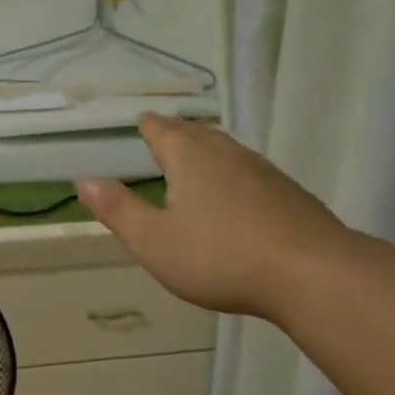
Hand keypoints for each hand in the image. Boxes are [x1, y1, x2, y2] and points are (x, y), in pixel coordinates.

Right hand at [77, 116, 349, 321]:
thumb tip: (84, 180)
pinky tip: (237, 193)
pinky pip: (251, 172)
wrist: (310, 273)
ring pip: (228, 150)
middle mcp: (228, 154)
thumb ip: (119, 210)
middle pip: (198, 134)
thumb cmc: (219, 256)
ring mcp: (264, 172)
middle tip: (164, 134)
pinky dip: (233, 174)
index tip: (141, 121)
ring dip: (208, 150)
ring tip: (197, 158)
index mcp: (190, 159)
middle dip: (178, 133)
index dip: (149, 126)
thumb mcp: (154, 241)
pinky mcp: (289, 194)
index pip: (163, 131)